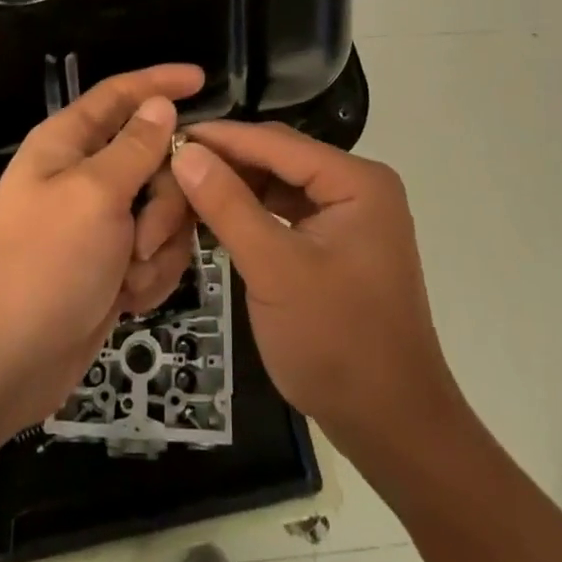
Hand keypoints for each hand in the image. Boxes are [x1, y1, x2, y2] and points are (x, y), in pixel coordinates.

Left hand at [0, 64, 205, 432]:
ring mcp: (101, 222)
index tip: (202, 79)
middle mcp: (85, 175)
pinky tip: (126, 298)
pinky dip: (149, 275)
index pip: (119, 95)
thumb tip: (159, 103)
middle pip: (155, 158)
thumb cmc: (45, 265)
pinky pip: (157, 251)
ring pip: (164, 208)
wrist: (8, 363)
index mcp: (67, 143)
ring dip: (157, 244)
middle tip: (144, 235)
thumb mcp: (95, 195)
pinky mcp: (113, 263)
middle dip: (163, 199)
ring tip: (129, 274)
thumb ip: (135, 147)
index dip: (159, 82)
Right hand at [172, 121, 462, 464]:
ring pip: (280, 184)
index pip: (275, 143)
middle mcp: (358, 186)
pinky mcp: (339, 243)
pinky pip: (288, 211)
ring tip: (185, 186)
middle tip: (171, 164)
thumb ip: (228, 206)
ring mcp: (351, 215)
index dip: (221, 137)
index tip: (168, 135)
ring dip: (237, 186)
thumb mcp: (274, 269)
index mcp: (356, 181)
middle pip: (279, 158)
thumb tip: (186, 152)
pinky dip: (253, 212)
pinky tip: (217, 216)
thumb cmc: (337, 343)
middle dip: (227, 162)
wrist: (393, 426)